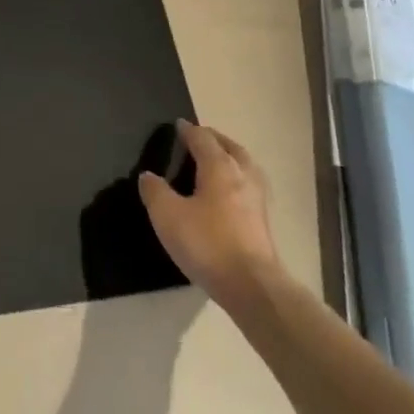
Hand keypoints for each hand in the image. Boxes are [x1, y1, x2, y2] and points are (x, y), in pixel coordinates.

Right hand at [138, 121, 284, 301]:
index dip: (187, 130)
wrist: (253, 287)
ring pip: (244, 165)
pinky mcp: (264, 220)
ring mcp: (258, 197)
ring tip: (214, 164)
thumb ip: (155, 191)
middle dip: (213, 139)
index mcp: (219, 165)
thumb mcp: (168, 216)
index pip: (202, 137)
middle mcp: (242, 174)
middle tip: (197, 140)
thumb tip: (148, 176)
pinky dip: (237, 180)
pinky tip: (228, 195)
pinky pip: (249, 186)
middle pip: (229, 146)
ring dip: (229, 158)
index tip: (177, 126)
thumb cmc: (208, 244)